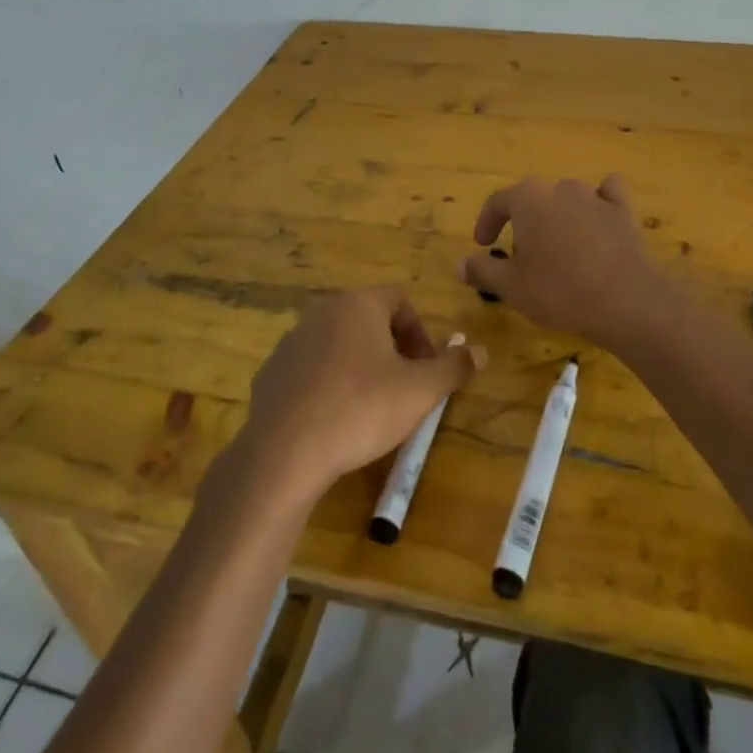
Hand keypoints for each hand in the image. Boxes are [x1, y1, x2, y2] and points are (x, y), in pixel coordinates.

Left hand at [236, 287, 483, 503]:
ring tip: (369, 406)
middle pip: (368, 320)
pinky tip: (333, 419)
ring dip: (359, 365)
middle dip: (391, 349)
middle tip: (403, 387)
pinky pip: (310, 369)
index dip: (419, 332)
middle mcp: (322, 312)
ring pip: (338, 344)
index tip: (425, 368)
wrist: (285, 453)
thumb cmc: (361, 409)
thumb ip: (453, 367)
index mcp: (358, 305)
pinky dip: (327, 384)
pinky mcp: (271, 372)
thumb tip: (481, 351)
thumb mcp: (420, 391)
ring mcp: (291, 341)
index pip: (399, 300)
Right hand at [461, 175, 685, 352]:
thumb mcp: (511, 287)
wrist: (625, 300)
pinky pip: (608, 195)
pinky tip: (598, 220)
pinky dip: (600, 203)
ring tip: (557, 247)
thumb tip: (460, 263)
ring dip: (558, 215)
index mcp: (528, 199)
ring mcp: (595, 197)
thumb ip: (482, 270)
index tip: (483, 244)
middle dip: (523, 221)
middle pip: (534, 198)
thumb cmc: (559, 291)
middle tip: (521, 254)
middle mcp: (560, 189)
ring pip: (568, 197)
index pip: (498, 200)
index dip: (487, 221)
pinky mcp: (623, 211)